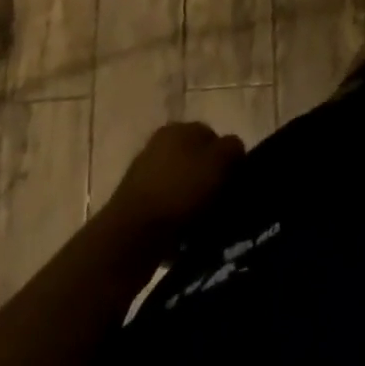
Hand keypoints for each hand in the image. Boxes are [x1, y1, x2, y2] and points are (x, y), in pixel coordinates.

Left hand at [101, 122, 244, 251]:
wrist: (129, 238)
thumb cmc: (179, 191)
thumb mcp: (219, 162)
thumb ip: (233, 148)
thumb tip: (233, 150)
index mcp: (178, 128)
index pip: (213, 136)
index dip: (228, 159)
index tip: (235, 183)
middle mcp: (159, 145)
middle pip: (196, 161)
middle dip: (209, 181)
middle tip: (222, 204)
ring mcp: (143, 175)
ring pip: (181, 186)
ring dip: (193, 203)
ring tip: (204, 225)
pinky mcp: (133, 206)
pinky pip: (166, 209)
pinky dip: (176, 221)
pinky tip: (184, 238)